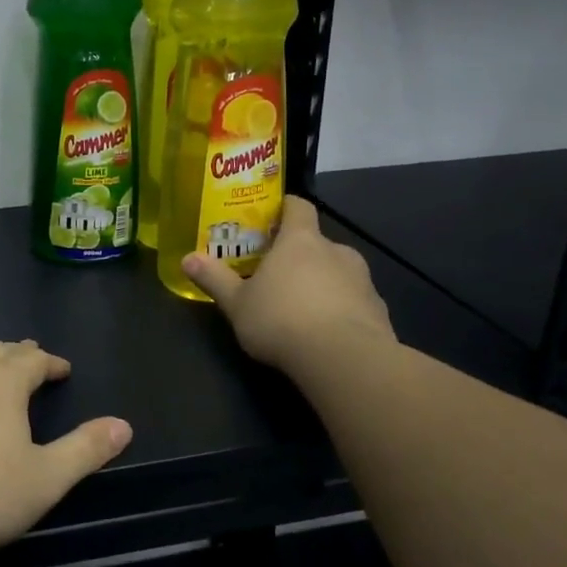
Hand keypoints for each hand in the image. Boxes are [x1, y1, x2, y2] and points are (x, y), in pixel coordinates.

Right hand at [181, 197, 393, 369]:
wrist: (344, 359)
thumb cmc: (282, 319)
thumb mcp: (237, 303)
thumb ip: (214, 279)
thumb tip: (187, 258)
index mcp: (300, 241)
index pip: (298, 207)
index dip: (286, 207)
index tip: (273, 215)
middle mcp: (336, 251)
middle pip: (317, 242)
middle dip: (299, 255)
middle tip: (277, 274)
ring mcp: (362, 280)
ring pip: (338, 272)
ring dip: (322, 282)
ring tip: (301, 307)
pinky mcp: (378, 310)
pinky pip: (355, 301)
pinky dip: (341, 309)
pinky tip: (326, 332)